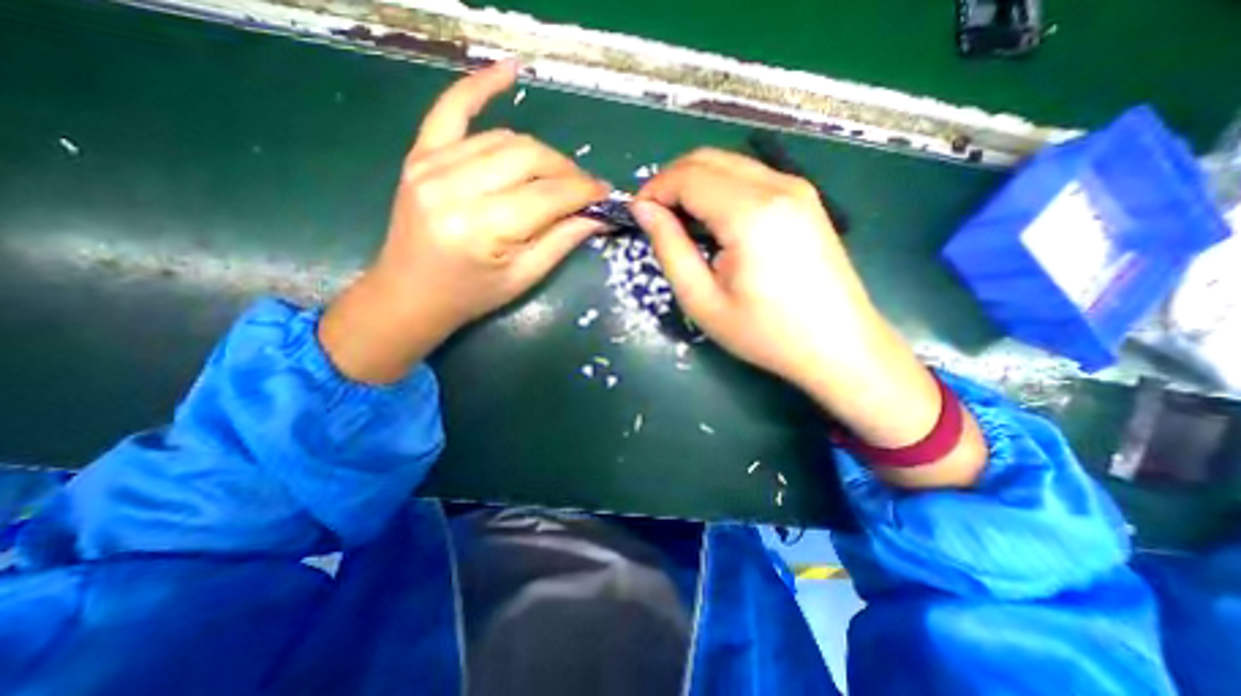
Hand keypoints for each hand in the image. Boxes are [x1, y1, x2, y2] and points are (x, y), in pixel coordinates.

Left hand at [320, 61, 609, 383]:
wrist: (410, 294)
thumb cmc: (472, 295)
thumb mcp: (524, 278)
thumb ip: (562, 242)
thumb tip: (599, 216)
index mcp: (481, 228)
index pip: (547, 195)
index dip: (583, 192)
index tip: (606, 194)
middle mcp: (454, 188)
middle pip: (528, 158)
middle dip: (567, 171)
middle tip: (585, 189)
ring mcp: (431, 165)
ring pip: (505, 139)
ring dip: (541, 153)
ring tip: (559, 174)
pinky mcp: (419, 155)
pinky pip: (451, 109)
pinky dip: (479, 87)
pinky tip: (509, 71)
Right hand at [635, 147, 985, 484]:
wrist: (838, 346)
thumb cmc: (765, 333)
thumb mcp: (702, 300)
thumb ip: (670, 248)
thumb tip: (645, 210)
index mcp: (750, 213)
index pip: (687, 176)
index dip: (654, 189)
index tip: (637, 215)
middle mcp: (777, 185)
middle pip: (708, 159)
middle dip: (671, 181)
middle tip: (655, 218)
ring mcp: (797, 188)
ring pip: (729, 164)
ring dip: (695, 184)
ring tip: (681, 223)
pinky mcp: (805, 198)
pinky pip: (750, 177)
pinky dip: (721, 189)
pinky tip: (715, 222)